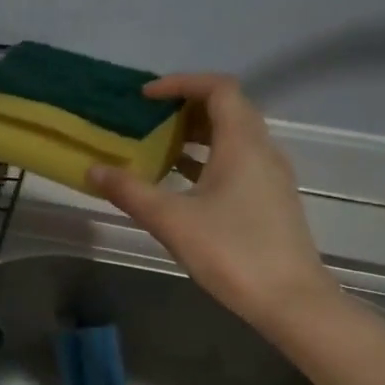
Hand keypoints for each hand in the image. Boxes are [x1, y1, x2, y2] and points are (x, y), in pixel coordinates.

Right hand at [87, 74, 337, 329]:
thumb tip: (93, 170)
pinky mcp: (270, 200)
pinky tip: (181, 182)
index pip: (218, 88)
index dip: (181, 83)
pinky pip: (237, 161)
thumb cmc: (232, 252)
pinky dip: (208, 159)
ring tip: (157, 147)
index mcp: (243, 143)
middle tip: (147, 119)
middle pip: (227, 109)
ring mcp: (270, 176)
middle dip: (185, 107)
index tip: (146, 96)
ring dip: (196, 134)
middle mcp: (262, 150)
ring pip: (233, 137)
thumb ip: (130, 191)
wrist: (291, 301)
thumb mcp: (172, 220)